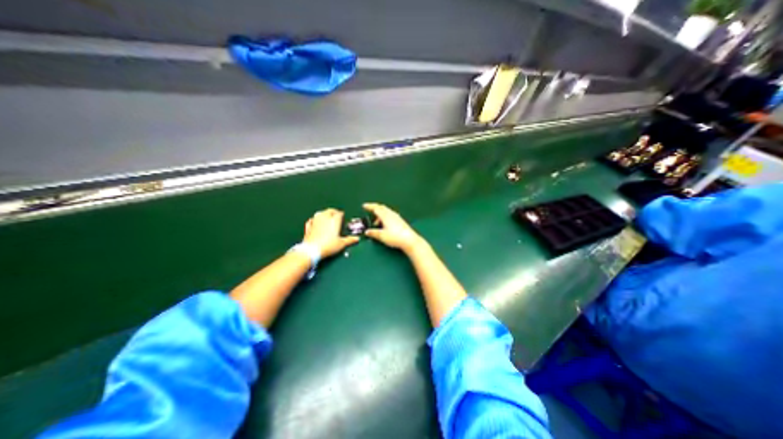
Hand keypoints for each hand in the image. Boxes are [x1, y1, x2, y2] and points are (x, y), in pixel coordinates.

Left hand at [302, 208, 360, 258]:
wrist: (311, 250)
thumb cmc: (328, 246)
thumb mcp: (341, 244)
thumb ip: (350, 240)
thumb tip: (357, 239)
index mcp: (334, 220)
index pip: (339, 213)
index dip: (342, 215)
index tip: (343, 218)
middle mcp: (325, 217)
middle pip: (330, 210)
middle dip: (334, 212)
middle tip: (336, 216)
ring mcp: (315, 221)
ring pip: (320, 213)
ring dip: (324, 214)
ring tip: (327, 218)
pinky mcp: (308, 226)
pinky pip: (312, 219)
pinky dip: (315, 220)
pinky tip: (316, 222)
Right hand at [361, 202, 424, 252]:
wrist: (409, 240)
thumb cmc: (395, 237)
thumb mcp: (381, 236)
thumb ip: (373, 233)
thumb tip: (367, 232)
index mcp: (385, 215)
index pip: (376, 208)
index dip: (369, 206)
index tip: (364, 206)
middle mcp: (391, 214)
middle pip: (382, 208)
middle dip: (375, 209)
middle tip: (370, 212)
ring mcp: (397, 217)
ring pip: (386, 212)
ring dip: (380, 215)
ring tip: (376, 223)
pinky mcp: (400, 221)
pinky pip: (390, 216)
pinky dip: (385, 218)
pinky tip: (385, 224)